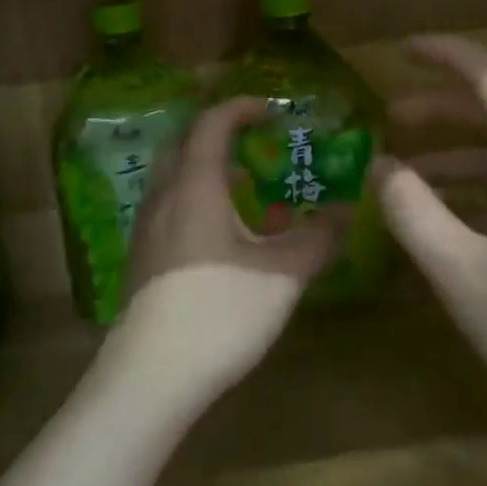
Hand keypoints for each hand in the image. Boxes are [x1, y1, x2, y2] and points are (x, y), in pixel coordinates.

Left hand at [109, 98, 340, 411]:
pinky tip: (226, 239)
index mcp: (194, 186)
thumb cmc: (220, 311)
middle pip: (185, 145)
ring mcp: (146, 229)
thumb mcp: (282, 274)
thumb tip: (345, 212)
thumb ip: (317, 238)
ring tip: (249, 192)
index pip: (212, 124)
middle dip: (221, 136)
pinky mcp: (141, 259)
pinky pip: (170, 209)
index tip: (273, 112)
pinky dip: (199, 202)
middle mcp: (163, 197)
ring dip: (210, 173)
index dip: (242, 109)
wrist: (151, 376)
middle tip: (257, 146)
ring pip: (175, 180)